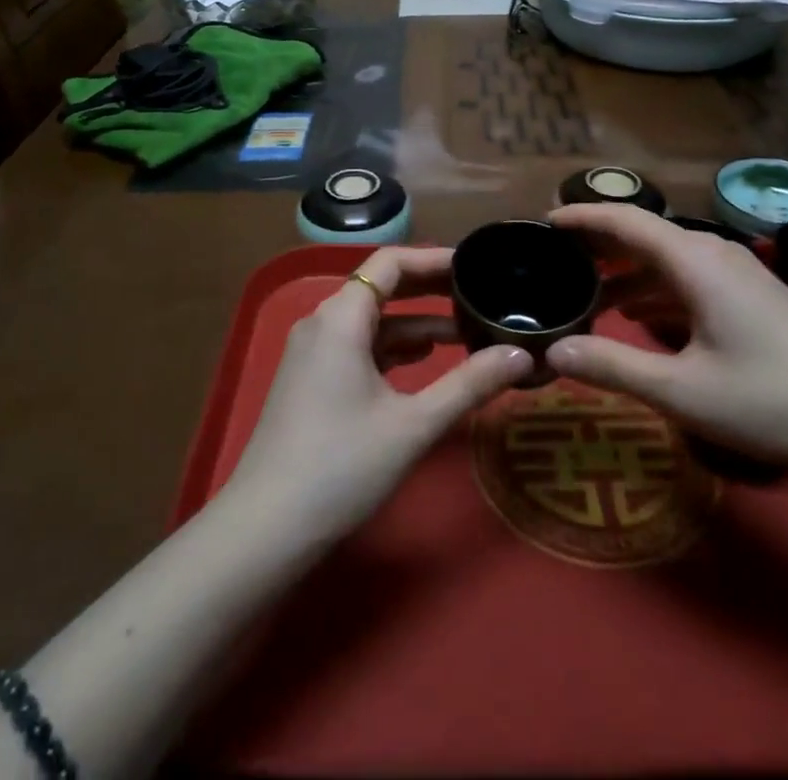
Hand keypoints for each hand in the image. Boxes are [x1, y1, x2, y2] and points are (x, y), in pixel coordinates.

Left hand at [223, 247, 532, 539]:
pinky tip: (423, 361)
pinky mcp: (310, 379)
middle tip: (477, 292)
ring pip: (371, 320)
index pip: (390, 262)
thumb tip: (522, 355)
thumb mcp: (414, 424)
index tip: (473, 264)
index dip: (433, 258)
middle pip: (380, 286)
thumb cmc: (342, 466)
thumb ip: (470, 384)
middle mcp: (322, 322)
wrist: (266, 528)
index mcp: (341, 316)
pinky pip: (358, 345)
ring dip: (414, 322)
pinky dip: (392, 347)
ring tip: (463, 331)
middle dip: (428, 288)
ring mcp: (312, 352)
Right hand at [545, 205, 787, 474]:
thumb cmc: (771, 399)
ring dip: (625, 270)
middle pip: (644, 234)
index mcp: (694, 261)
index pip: (625, 220)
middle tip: (553, 257)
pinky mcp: (751, 296)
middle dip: (598, 242)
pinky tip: (637, 316)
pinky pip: (688, 278)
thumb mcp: (682, 391)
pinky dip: (654, 289)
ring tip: (585, 290)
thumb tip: (552, 352)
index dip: (582, 217)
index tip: (543, 221)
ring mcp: (737, 274)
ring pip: (666, 258)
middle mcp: (713, 254)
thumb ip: (612, 366)